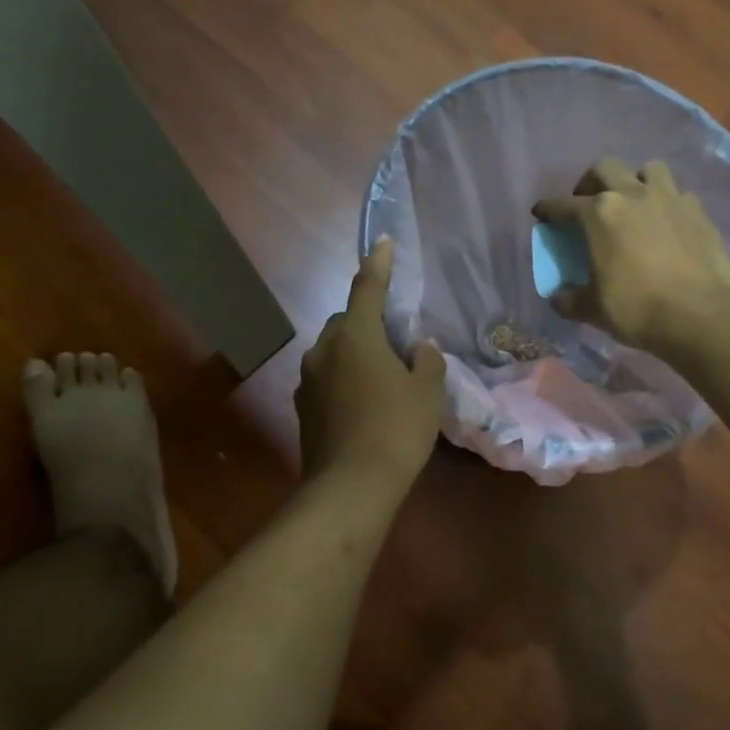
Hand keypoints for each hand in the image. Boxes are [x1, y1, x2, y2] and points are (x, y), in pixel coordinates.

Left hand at [296, 239, 445, 487]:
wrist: (350, 486)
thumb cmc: (396, 430)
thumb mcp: (427, 393)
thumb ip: (426, 361)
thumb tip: (419, 347)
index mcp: (356, 335)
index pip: (368, 288)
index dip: (378, 264)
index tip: (383, 242)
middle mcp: (324, 349)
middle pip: (347, 321)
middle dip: (368, 323)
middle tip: (396, 343)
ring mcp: (307, 378)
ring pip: (334, 351)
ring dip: (354, 353)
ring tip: (381, 378)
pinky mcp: (302, 406)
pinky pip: (326, 377)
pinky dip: (344, 379)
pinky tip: (363, 404)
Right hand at [534, 158, 729, 348]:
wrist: (699, 315)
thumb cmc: (635, 308)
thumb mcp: (591, 310)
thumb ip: (569, 299)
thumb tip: (558, 297)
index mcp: (599, 214)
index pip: (564, 205)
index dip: (548, 209)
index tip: (541, 213)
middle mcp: (632, 195)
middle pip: (605, 169)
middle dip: (590, 183)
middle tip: (588, 203)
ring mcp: (669, 199)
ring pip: (648, 170)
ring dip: (635, 181)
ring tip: (633, 204)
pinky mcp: (699, 212)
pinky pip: (679, 195)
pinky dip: (668, 204)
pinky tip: (666, 224)